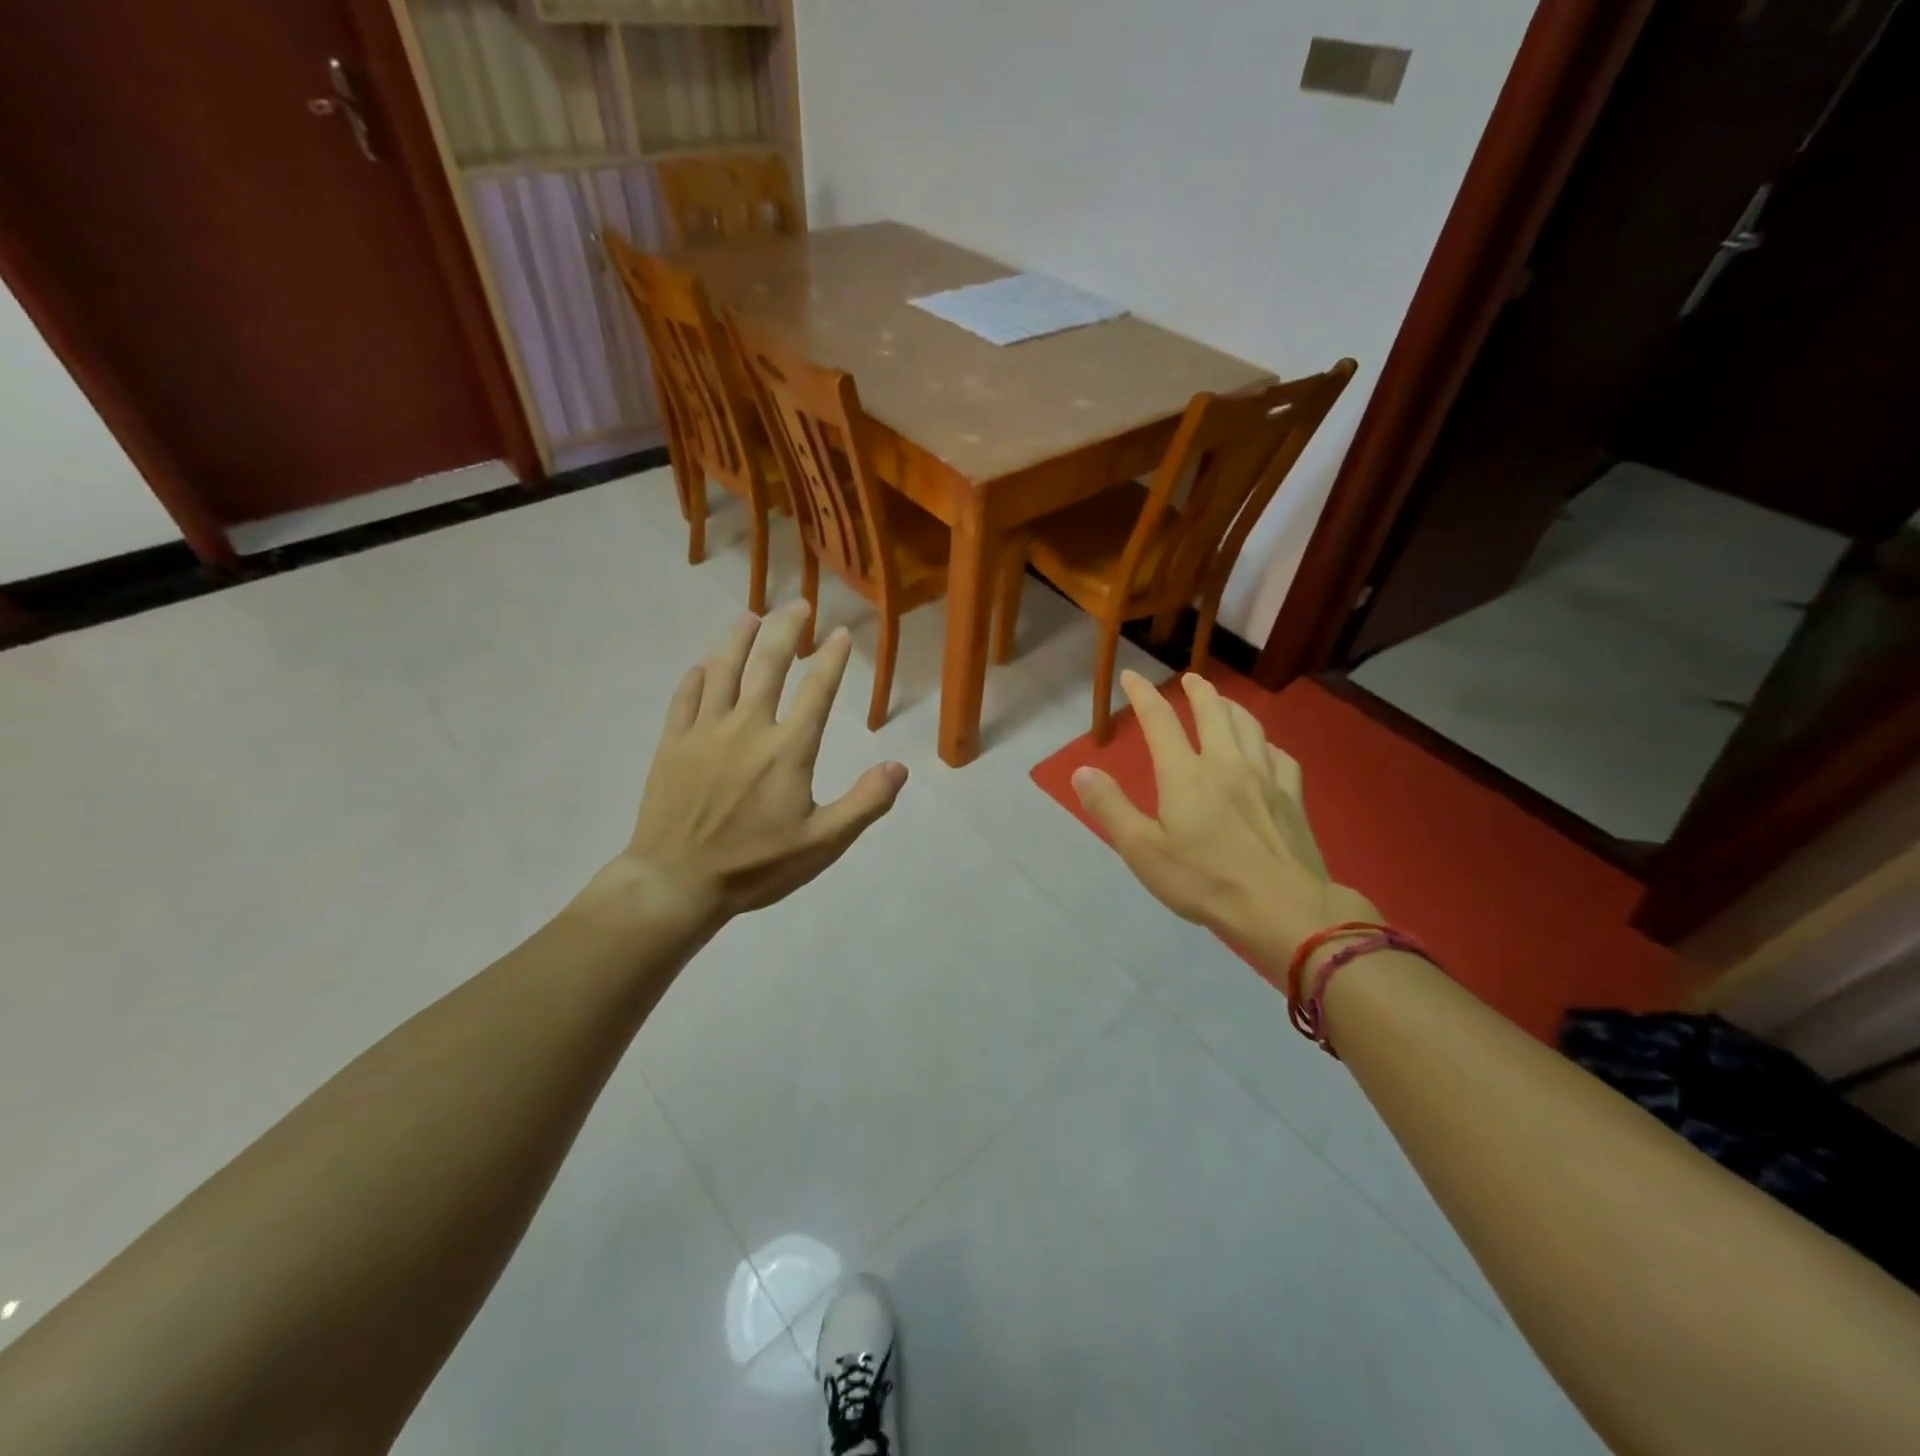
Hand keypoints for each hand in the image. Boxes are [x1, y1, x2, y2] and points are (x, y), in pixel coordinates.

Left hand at [591, 601, 907, 928]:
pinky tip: (704, 665)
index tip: (841, 632)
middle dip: (787, 629)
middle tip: (799, 605)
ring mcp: (705, 731)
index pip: (817, 690)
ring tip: (751, 616)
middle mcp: (747, 727)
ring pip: (723, 669)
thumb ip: (864, 803)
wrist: (677, 882)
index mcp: (787, 749)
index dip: (832, 658)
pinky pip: (685, 696)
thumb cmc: (755, 866)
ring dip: (739, 638)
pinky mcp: (673, 743)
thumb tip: (899, 767)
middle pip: (768, 663)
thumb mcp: (822, 844)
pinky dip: (697, 675)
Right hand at [1071, 671, 1376, 978]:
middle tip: (1189, 679)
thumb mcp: (1143, 850)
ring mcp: (1265, 777)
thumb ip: (1110, 808)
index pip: (1159, 721)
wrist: (1282, 907)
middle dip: (1198, 690)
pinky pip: (1281, 756)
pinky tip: (1266, 749)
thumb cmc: (1205, 880)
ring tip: (1224, 702)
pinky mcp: (1292, 797)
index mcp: (1185, 774)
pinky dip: (1267, 743)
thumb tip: (1082, 771)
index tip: (1131, 676)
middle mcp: (1226, 763)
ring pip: (1249, 726)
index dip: (1143, 695)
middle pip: (1213, 712)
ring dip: (1232, 707)